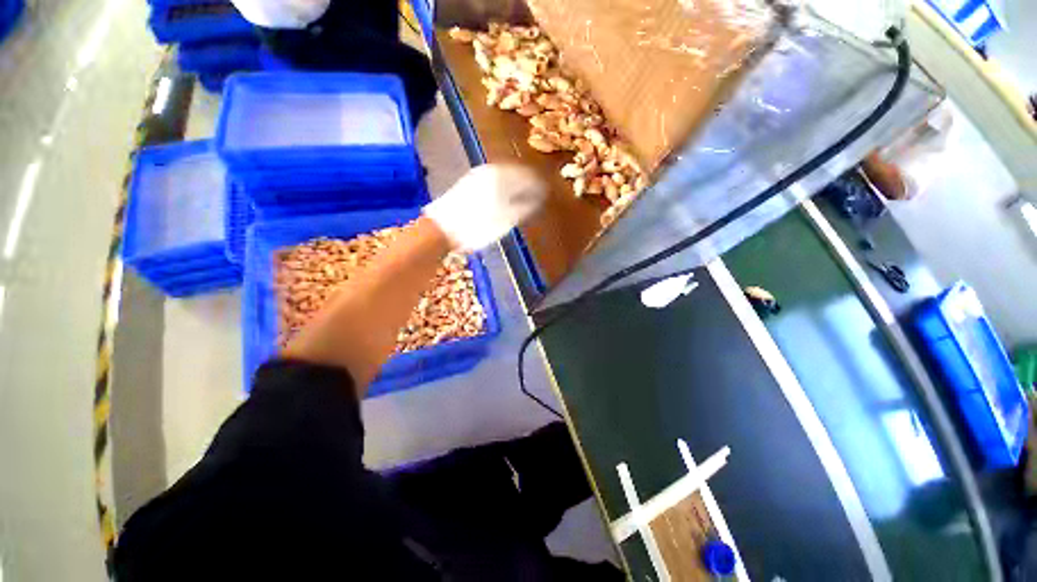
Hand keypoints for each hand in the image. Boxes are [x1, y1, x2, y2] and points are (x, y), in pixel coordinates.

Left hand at [423, 164, 545, 251]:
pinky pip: (492, 179)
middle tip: (536, 194)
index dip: (538, 185)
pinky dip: (502, 186)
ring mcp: (477, 175)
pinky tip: (503, 196)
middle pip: (515, 173)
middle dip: (527, 183)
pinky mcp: (468, 182)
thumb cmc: (477, 227)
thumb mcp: (506, 220)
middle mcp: (490, 171)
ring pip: (503, 175)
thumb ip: (524, 206)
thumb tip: (538, 198)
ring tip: (522, 196)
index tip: (546, 192)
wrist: (441, 228)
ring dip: (514, 184)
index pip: (528, 177)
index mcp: (502, 177)